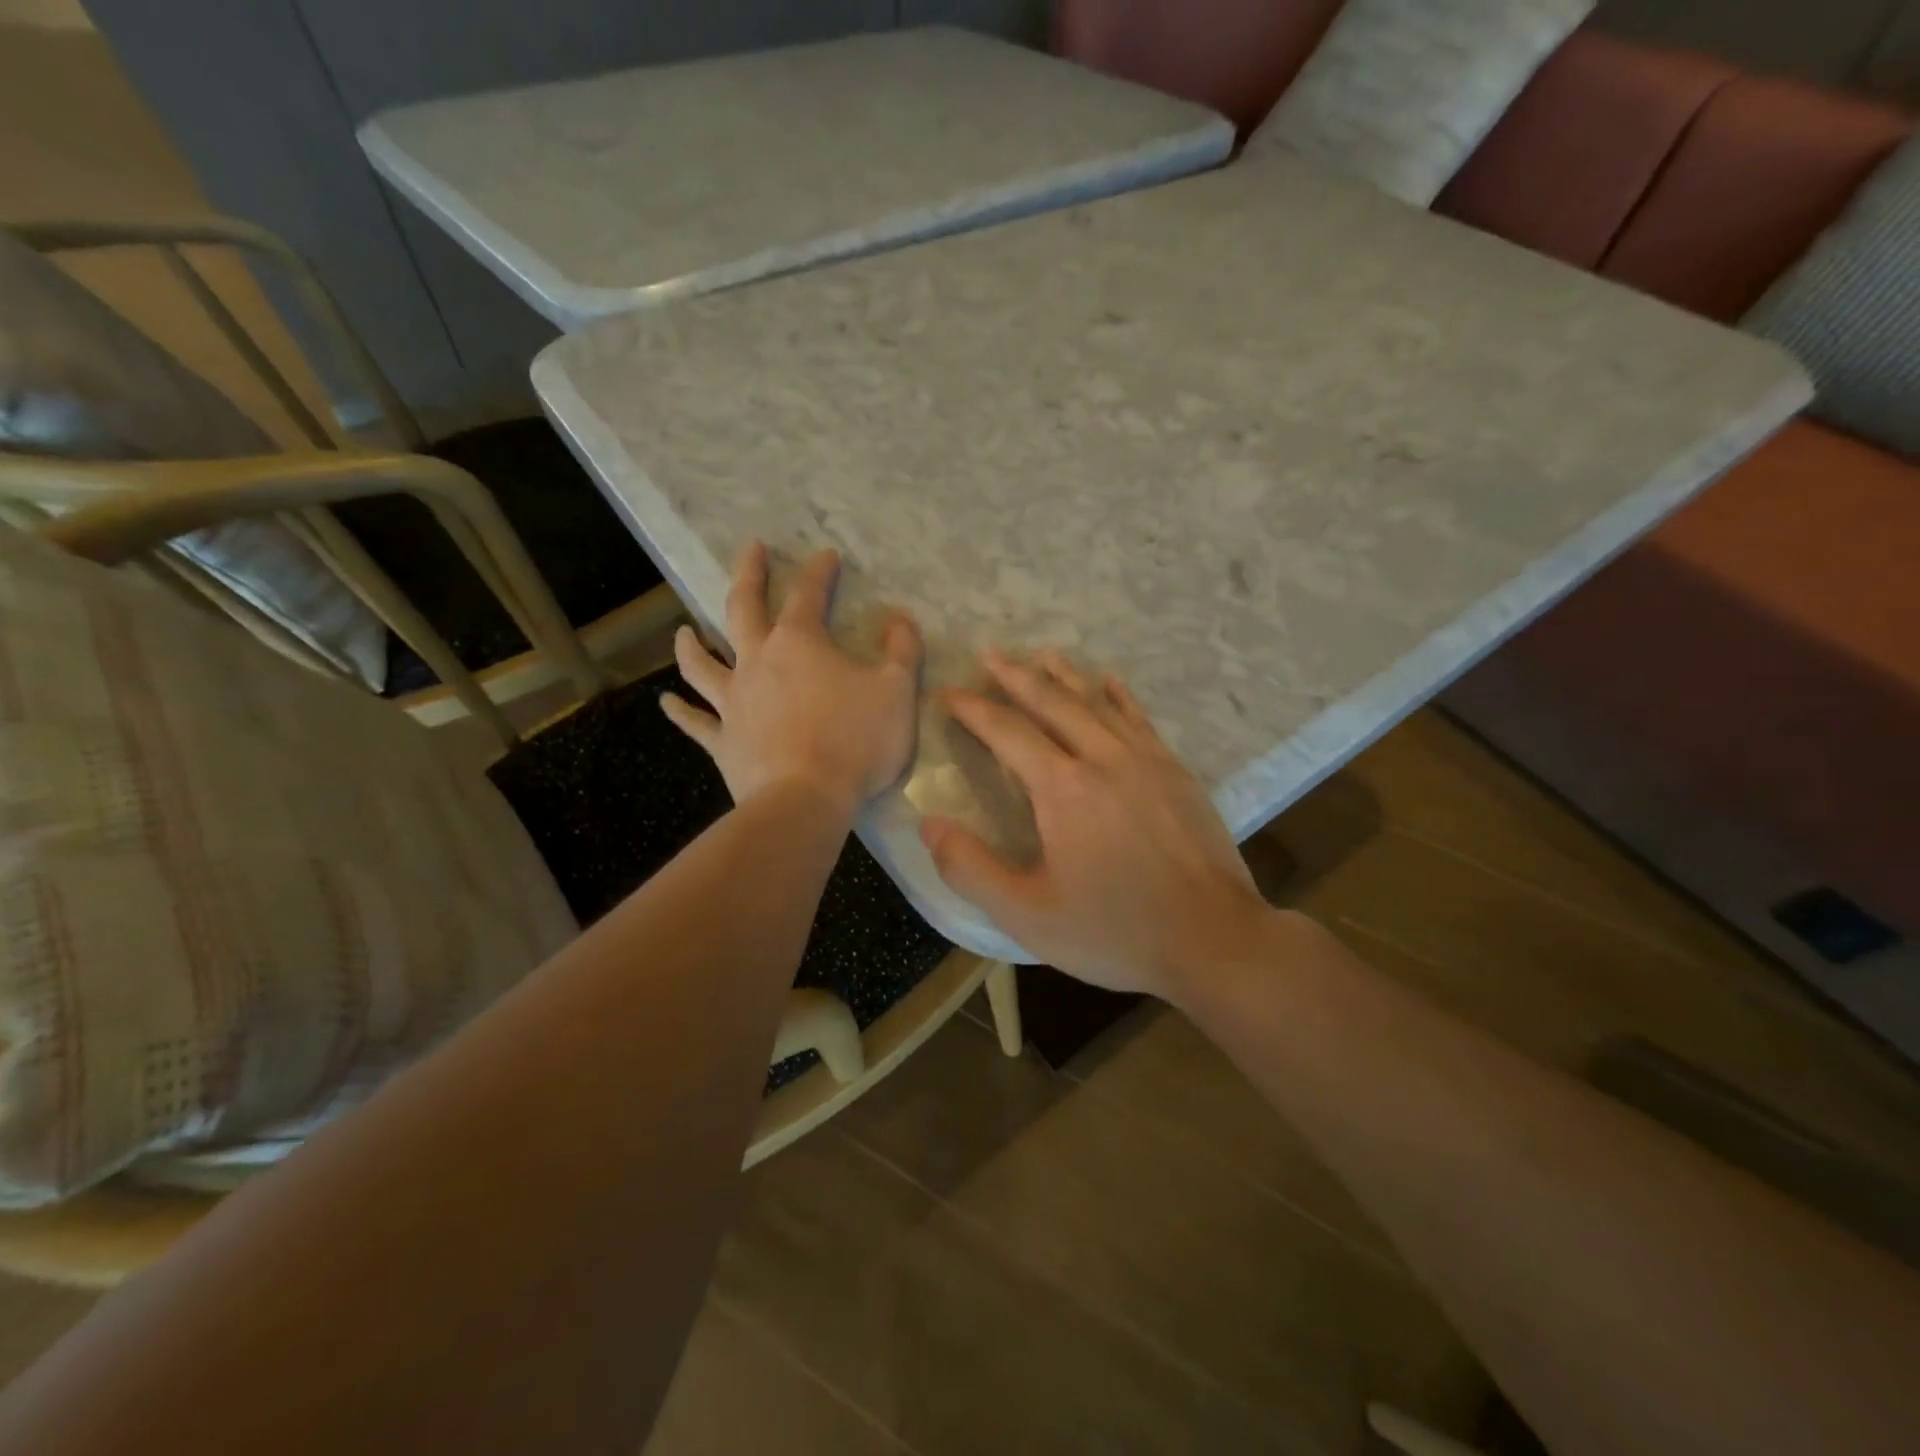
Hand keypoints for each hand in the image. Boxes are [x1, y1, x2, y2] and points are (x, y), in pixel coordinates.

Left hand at [661, 543, 921, 815]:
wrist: (807, 800)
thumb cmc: (856, 741)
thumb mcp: (897, 691)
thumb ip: (903, 650)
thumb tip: (901, 619)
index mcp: (800, 643)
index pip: (808, 594)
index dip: (819, 571)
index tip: (826, 555)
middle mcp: (757, 662)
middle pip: (743, 609)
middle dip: (748, 576)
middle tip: (750, 551)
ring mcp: (733, 702)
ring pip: (702, 664)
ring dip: (691, 644)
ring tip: (683, 630)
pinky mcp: (723, 741)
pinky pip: (695, 722)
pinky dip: (680, 711)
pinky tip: (666, 703)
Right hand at [921, 652, 1272, 998]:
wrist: (1213, 940)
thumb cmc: (1115, 932)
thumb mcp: (1027, 915)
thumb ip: (970, 869)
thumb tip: (929, 824)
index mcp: (1063, 789)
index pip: (1008, 732)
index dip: (973, 710)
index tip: (949, 694)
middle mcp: (1103, 759)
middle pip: (1052, 703)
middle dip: (1015, 676)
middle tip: (989, 653)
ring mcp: (1146, 761)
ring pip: (1097, 703)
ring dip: (1064, 677)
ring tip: (1041, 655)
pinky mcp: (1176, 773)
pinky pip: (1139, 719)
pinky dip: (1118, 696)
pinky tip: (1109, 681)